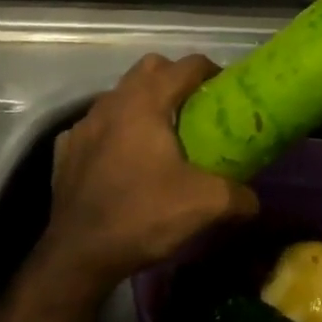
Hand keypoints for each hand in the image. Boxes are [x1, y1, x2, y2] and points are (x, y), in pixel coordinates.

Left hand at [41, 54, 258, 289]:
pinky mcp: (66, 149)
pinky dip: (112, 131)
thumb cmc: (142, 215)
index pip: (186, 66)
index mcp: (147, 101)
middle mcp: (114, 101)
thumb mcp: (203, 205)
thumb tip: (255, 201)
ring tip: (159, 133)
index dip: (210, 71)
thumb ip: (236, 196)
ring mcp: (84, 124)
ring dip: (141, 102)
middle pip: (150, 68)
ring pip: (120, 94)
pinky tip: (121, 157)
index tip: (225, 89)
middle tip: (193, 107)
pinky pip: (95, 125)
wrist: (77, 255)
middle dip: (173, 78)